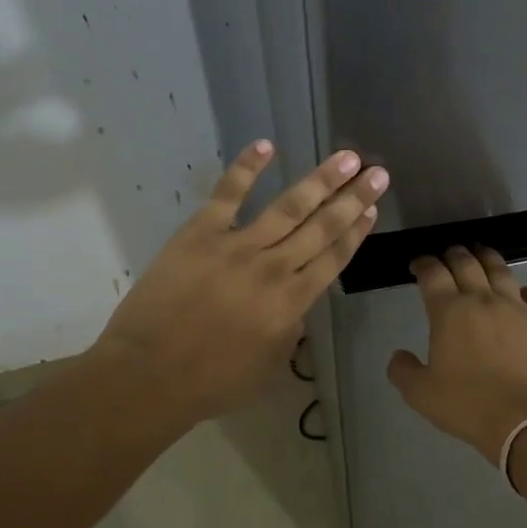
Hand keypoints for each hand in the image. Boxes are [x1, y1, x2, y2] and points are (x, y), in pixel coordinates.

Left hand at [94, 140, 388, 429]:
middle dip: (353, 198)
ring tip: (347, 157)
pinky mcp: (200, 232)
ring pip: (289, 206)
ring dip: (321, 180)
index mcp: (292, 302)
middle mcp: (274, 268)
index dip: (356, 231)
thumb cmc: (212, 382)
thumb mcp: (269, 367)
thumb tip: (296, 304)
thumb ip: (290, 330)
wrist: (149, 374)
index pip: (334, 258)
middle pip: (322, 227)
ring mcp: (237, 246)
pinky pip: (228, 193)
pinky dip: (247, 168)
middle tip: (378, 173)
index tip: (373, 209)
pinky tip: (266, 145)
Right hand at [387, 246, 526, 463]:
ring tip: (482, 255)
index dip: (423, 263)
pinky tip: (526, 292)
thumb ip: (403, 371)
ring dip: (488, 259)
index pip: (432, 274)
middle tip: (448, 254)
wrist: (525, 420)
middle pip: (467, 263)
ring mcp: (517, 309)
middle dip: (453, 254)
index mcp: (449, 311)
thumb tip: (398, 356)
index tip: (417, 264)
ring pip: (501, 271)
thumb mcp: (421, 394)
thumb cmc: (467, 404)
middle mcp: (483, 300)